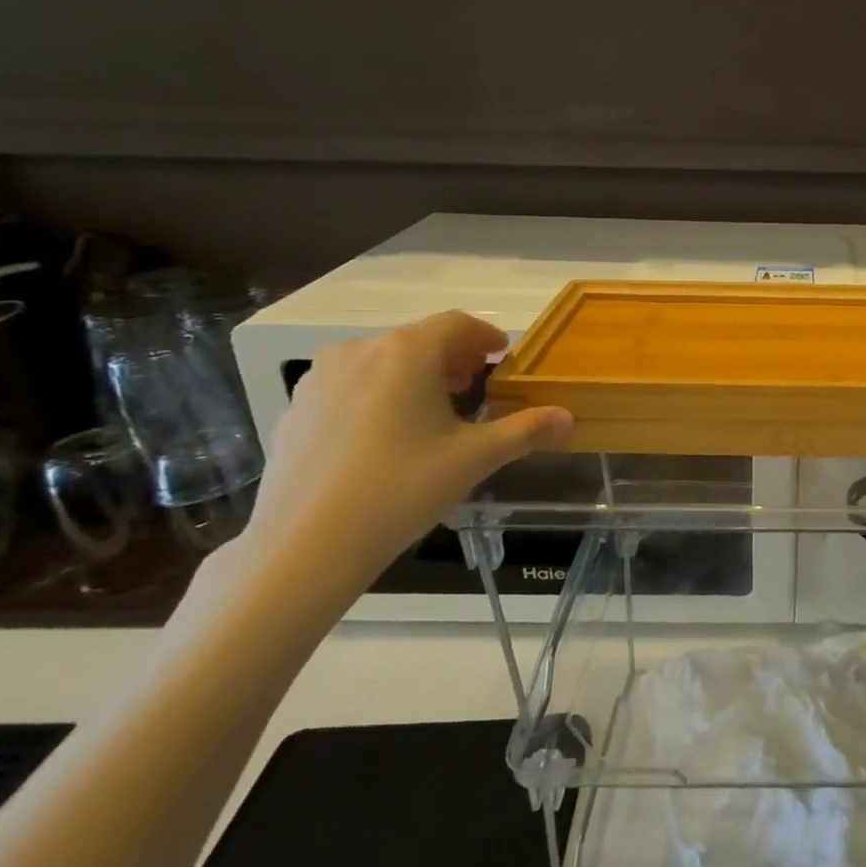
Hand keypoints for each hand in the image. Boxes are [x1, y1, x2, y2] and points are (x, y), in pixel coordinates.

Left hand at [236, 311, 571, 620]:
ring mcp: (320, 378)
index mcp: (407, 353)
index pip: (456, 324)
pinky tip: (383, 436)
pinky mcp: (296, 407)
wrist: (306, 542)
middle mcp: (360, 350)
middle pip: (417, 339)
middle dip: (451, 356)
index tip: (501, 354)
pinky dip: (377, 393)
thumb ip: (525, 431)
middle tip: (472, 384)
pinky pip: (349, 385)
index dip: (485, 335)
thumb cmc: (403, 487)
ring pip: (380, 360)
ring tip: (429, 409)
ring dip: (412, 373)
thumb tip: (568, 417)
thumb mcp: (475, 459)